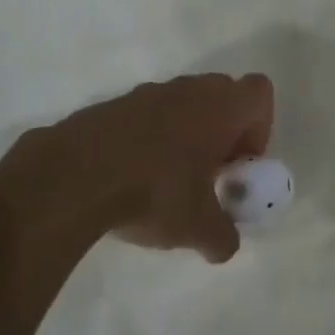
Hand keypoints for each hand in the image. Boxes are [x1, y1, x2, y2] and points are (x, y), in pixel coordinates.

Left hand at [51, 74, 274, 262]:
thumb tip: (225, 245)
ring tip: (167, 181)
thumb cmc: (153, 192)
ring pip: (183, 103)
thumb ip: (223, 237)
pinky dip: (149, 138)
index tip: (240, 164)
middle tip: (210, 174)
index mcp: (219, 108)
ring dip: (186, 133)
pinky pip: (147, 114)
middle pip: (223, 94)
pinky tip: (132, 177)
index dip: (260, 128)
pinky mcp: (114, 104)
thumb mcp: (198, 229)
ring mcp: (148, 92)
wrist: (75, 175)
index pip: (260, 93)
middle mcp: (188, 90)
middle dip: (223, 131)